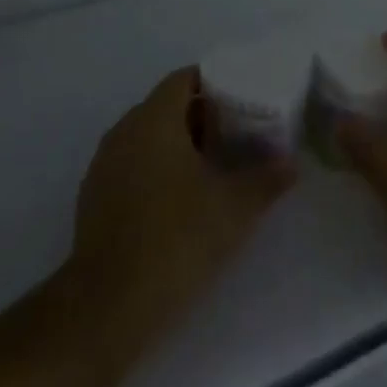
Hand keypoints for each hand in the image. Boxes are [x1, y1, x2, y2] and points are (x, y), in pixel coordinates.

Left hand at [67, 68, 293, 350]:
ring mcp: (104, 165)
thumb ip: (266, 179)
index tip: (243, 101)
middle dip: (202, 117)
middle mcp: (124, 132)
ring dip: (179, 145)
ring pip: (147, 138)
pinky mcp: (94, 198)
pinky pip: (132, 165)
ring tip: (216, 168)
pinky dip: (157, 169)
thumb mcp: (234, 209)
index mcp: (153, 120)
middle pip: (166, 107)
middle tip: (238, 135)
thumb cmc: (176, 240)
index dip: (214, 84)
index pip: (183, 79)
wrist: (109, 307)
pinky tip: (182, 201)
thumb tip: (291, 163)